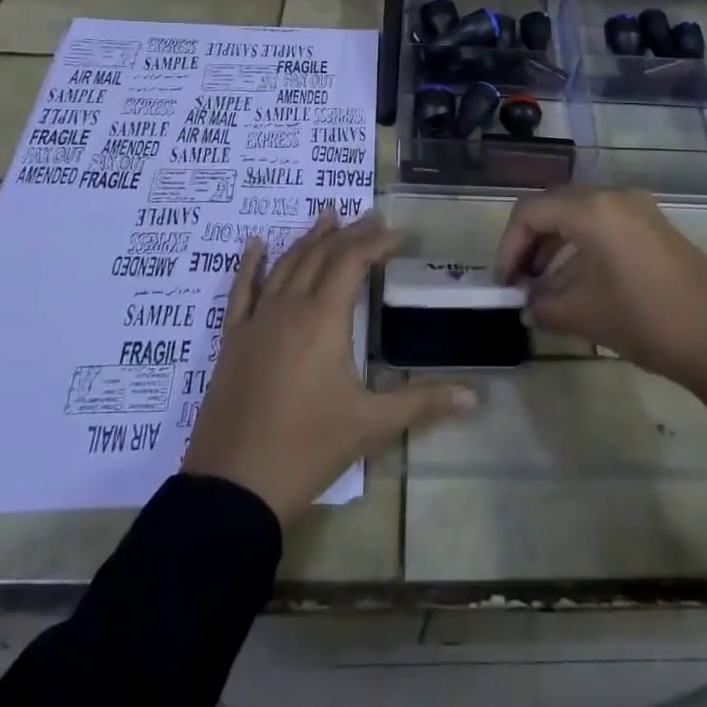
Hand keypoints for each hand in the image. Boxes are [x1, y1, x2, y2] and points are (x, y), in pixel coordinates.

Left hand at [182, 210, 476, 524]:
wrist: (232, 489)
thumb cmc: (306, 450)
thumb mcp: (370, 425)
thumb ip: (422, 402)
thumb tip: (475, 396)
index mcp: (323, 319)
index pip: (352, 261)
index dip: (376, 242)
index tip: (398, 236)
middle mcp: (289, 308)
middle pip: (320, 255)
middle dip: (349, 233)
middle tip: (372, 217)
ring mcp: (256, 322)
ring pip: (285, 265)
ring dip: (309, 239)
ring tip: (329, 217)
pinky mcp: (232, 341)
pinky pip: (240, 291)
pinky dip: (249, 264)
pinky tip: (256, 244)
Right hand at [494, 188, 706, 471]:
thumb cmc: (647, 320)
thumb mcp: (585, 315)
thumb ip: (544, 306)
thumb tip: (527, 305)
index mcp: (592, 208)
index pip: (530, 212)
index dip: (508, 246)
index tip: (504, 284)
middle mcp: (614, 197)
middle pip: (554, 208)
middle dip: (530, 245)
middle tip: (520, 285)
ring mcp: (639, 210)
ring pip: (580, 218)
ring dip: (556, 249)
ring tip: (546, 291)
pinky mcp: (656, 228)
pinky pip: (605, 228)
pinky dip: (583, 250)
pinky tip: (579, 287)